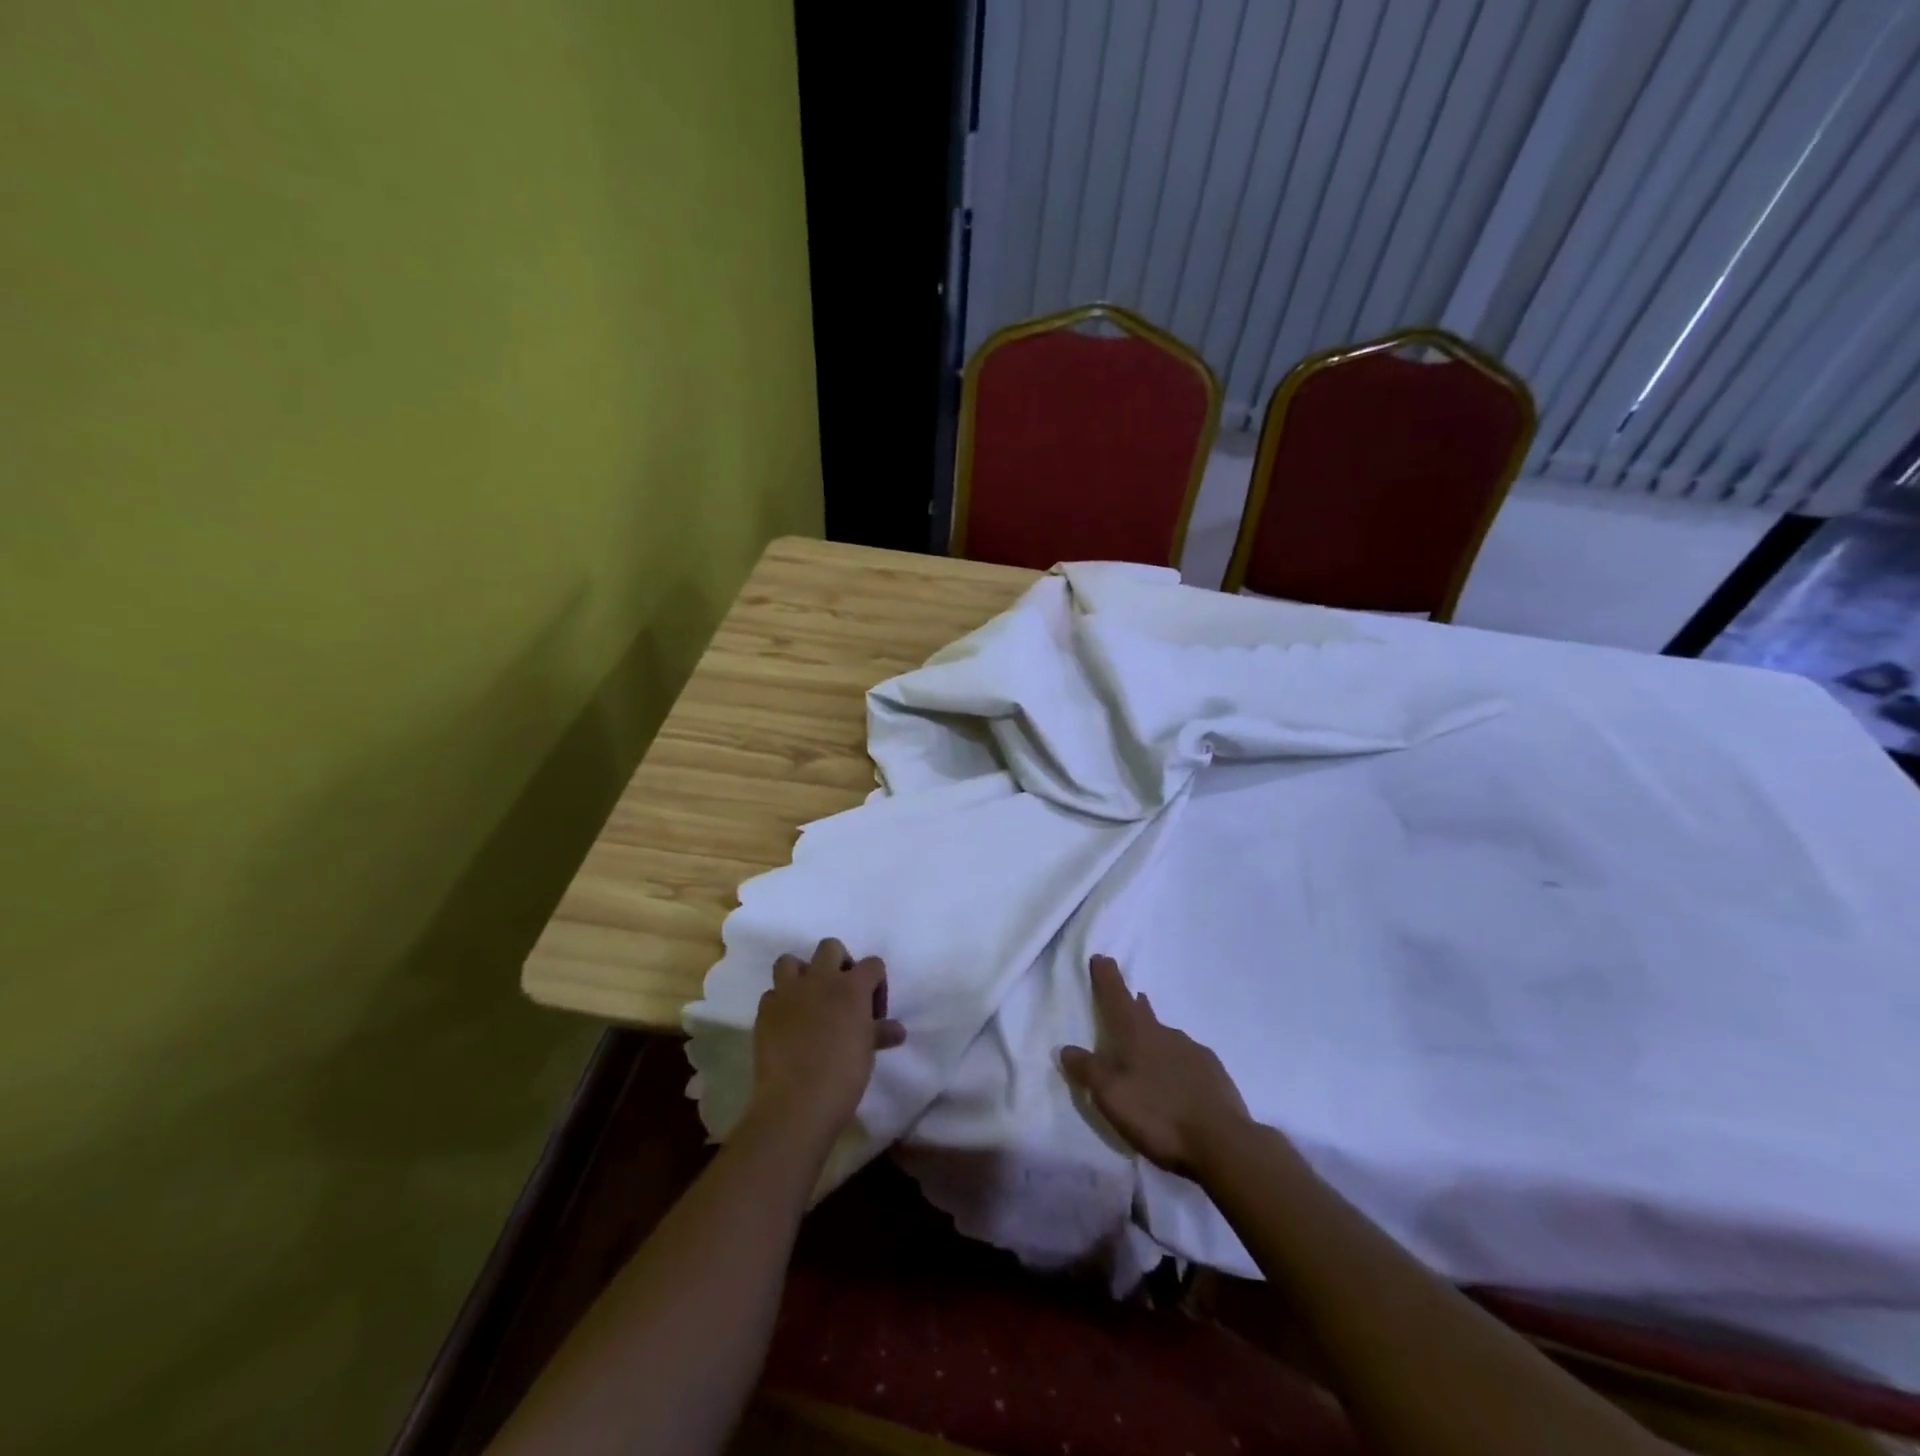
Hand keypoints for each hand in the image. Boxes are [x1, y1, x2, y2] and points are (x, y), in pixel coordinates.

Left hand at [748, 938, 906, 1144]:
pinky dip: (781, 1003)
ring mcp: (789, 992)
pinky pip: (772, 994)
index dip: (876, 983)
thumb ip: (880, 1032)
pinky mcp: (765, 1010)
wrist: (796, 1103)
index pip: (872, 964)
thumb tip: (896, 1030)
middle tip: (842, 994)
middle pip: (830, 947)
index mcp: (852, 987)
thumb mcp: (868, 1053)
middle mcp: (820, 979)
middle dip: (839, 963)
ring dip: (801, 974)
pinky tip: (787, 1023)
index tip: (873, 1011)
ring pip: (790, 961)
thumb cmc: (843, 1076)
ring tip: (808, 999)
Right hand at [1060, 954, 1251, 1178]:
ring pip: (1167, 1037)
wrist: (1222, 1142)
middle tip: (1130, 997)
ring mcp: (1193, 1052)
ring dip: (1155, 1036)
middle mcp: (1166, 1034)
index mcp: (1137, 1034)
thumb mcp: (1110, 1095)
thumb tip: (1066, 1048)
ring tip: (1147, 1047)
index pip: (1116, 997)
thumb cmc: (1158, 1114)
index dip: (1107, 978)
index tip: (1102, 957)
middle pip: (1143, 1013)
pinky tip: (1176, 1080)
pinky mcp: (1214, 1074)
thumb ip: (1087, 1070)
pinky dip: (1176, 1063)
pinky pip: (1187, 1060)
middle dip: (1133, 1004)